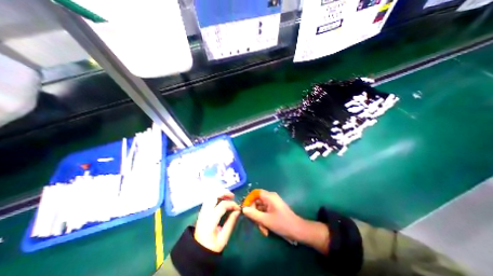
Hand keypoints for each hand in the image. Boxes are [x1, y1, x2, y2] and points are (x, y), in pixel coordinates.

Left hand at [195, 190, 240, 252]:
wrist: (197, 252)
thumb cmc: (212, 247)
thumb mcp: (223, 239)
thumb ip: (230, 223)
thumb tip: (237, 211)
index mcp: (210, 221)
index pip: (222, 205)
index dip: (232, 204)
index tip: (238, 208)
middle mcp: (205, 213)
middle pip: (213, 196)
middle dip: (224, 192)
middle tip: (232, 196)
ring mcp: (202, 211)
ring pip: (210, 195)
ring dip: (220, 193)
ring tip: (228, 196)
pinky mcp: (202, 211)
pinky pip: (208, 199)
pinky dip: (216, 196)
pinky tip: (222, 199)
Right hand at [242, 190, 325, 254]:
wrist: (298, 230)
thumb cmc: (282, 223)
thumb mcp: (266, 220)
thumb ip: (253, 214)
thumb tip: (243, 209)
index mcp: (269, 196)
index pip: (255, 193)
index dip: (249, 199)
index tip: (245, 209)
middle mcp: (270, 197)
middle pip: (257, 201)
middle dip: (255, 212)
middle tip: (255, 223)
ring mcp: (272, 203)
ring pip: (260, 208)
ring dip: (259, 218)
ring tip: (263, 230)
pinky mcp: (274, 209)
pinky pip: (265, 211)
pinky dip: (263, 219)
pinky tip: (265, 229)